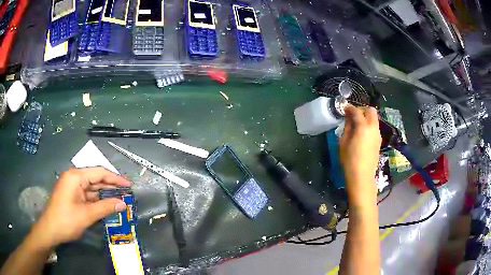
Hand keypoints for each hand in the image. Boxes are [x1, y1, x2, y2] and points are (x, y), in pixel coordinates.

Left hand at [32, 167, 130, 247]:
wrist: (50, 230)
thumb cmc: (66, 220)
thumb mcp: (86, 215)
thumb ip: (105, 207)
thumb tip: (123, 204)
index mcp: (75, 176)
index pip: (99, 172)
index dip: (115, 178)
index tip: (129, 185)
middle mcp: (74, 178)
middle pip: (96, 179)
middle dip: (111, 186)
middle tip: (127, 193)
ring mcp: (73, 187)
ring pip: (92, 188)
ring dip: (105, 194)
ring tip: (120, 200)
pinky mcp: (73, 196)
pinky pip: (88, 195)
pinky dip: (98, 200)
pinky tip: (107, 205)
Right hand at [340, 105, 380, 201]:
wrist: (362, 176)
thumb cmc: (350, 160)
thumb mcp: (344, 142)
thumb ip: (347, 127)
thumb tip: (348, 118)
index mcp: (363, 127)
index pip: (356, 111)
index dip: (349, 108)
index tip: (344, 108)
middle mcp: (373, 128)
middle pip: (371, 110)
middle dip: (361, 109)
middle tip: (353, 115)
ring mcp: (378, 134)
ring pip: (374, 118)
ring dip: (366, 117)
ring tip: (357, 124)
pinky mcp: (379, 141)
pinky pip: (375, 127)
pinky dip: (369, 125)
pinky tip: (362, 133)